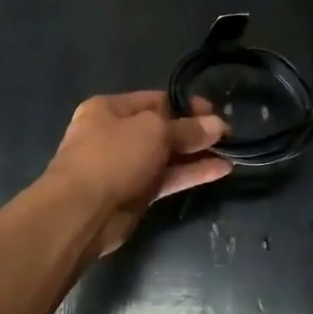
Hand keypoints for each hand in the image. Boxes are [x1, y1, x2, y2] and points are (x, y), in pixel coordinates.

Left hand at [45, 91, 231, 256]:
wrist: (81, 213)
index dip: (186, 105)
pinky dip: (190, 174)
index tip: (214, 112)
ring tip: (230, 151)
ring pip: (166, 156)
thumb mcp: (154, 132)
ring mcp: (124, 166)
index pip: (155, 100)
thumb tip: (217, 124)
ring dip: (196, 154)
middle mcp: (114, 134)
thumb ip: (187, 129)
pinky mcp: (134, 194)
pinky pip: (167, 179)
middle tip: (227, 133)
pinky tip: (220, 170)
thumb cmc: (113, 156)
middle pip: (161, 128)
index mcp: (109, 109)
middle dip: (193, 131)